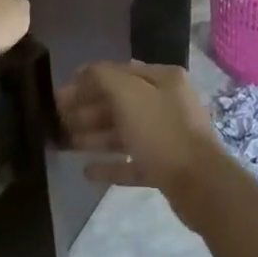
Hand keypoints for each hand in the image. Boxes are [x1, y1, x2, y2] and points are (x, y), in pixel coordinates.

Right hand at [57, 62, 229, 226]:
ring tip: (64, 145)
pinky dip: (111, 165)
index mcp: (162, 79)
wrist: (201, 184)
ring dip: (94, 137)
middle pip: (118, 103)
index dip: (86, 83)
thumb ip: (102, 77)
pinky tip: (87, 172)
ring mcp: (168, 136)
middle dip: (86, 111)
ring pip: (123, 132)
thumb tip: (83, 72)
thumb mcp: (128, 94)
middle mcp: (167, 103)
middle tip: (56, 123)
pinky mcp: (166, 167)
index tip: (58, 97)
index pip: (117, 73)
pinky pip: (133, 162)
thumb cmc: (161, 132)